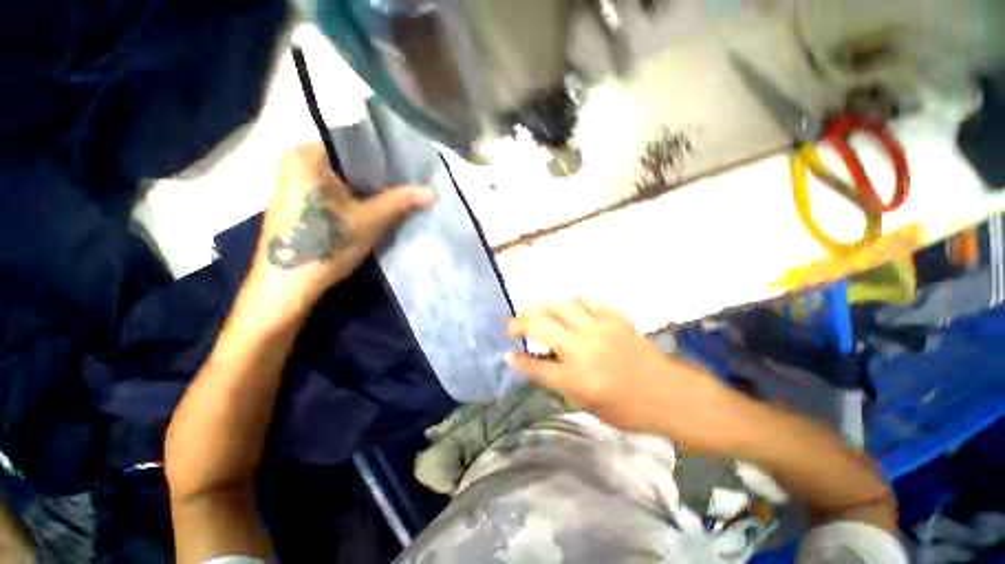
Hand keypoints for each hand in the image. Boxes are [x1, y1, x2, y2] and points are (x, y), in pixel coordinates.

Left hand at [242, 143, 434, 326]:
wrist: (286, 286)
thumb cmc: (326, 244)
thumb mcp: (370, 221)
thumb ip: (400, 202)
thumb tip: (433, 192)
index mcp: (306, 156)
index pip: (354, 146)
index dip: (384, 160)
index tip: (407, 172)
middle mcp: (294, 164)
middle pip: (347, 165)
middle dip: (377, 178)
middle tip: (405, 186)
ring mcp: (292, 186)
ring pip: (341, 181)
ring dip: (366, 192)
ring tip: (393, 198)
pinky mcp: (296, 206)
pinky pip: (331, 194)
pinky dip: (351, 201)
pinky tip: (368, 212)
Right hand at [506, 300, 722, 436]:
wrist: (669, 393)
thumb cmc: (628, 408)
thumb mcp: (588, 405)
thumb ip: (560, 383)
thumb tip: (537, 364)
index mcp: (577, 378)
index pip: (536, 367)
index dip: (518, 361)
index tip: (509, 355)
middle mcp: (583, 349)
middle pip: (541, 325)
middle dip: (520, 323)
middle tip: (514, 325)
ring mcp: (599, 329)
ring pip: (560, 305)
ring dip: (542, 306)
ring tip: (535, 311)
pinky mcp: (614, 318)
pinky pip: (586, 301)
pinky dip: (571, 303)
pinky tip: (567, 308)